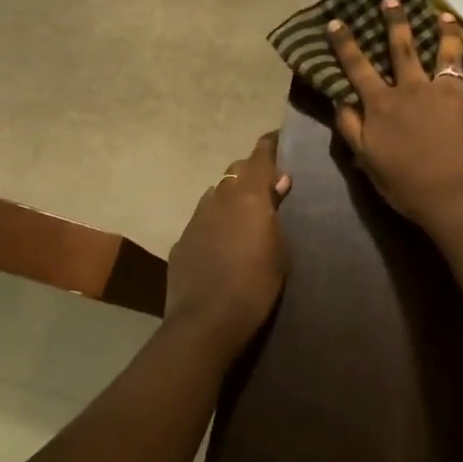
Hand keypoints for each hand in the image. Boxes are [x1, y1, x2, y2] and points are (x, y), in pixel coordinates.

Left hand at [165, 132, 291, 355]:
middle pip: (235, 170)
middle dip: (251, 172)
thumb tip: (278, 183)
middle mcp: (219, 197)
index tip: (280, 140)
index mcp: (248, 195)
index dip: (270, 145)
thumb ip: (276, 212)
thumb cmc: (256, 284)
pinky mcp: (182, 241)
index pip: (259, 155)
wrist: (206, 321)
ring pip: (216, 193)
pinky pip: (202, 219)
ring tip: (243, 213)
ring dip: (230, 196)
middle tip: (268, 185)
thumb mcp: (280, 249)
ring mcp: (196, 218)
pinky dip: (214, 221)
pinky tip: (221, 241)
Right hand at [330, 0, 462, 227]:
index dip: (345, 44)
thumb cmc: (406, 183)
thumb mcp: (366, 159)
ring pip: (447, 53)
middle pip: (403, 48)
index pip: (358, 67)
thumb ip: (350, 127)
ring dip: (445, 32)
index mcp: (383, 103)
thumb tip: (338, 99)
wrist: (455, 196)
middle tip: (392, 0)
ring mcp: (449, 92)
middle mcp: (414, 89)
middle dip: (395, 22)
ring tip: (445, 16)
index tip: (336, 22)